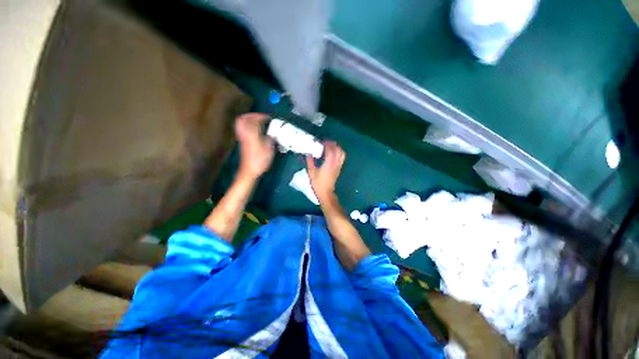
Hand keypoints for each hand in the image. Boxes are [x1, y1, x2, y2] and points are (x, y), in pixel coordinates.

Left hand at [235, 113, 274, 178]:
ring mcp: (242, 138)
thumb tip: (271, 134)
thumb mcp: (269, 149)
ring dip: (247, 120)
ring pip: (240, 124)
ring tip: (256, 122)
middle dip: (251, 115)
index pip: (254, 120)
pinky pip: (242, 129)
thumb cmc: (260, 160)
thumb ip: (270, 138)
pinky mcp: (242, 142)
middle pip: (242, 119)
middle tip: (259, 117)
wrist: (249, 170)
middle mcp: (245, 133)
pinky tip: (255, 131)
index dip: (261, 116)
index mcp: (252, 134)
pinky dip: (247, 126)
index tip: (268, 117)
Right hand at [306, 141, 345, 202]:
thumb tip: (308, 154)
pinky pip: (342, 158)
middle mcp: (335, 164)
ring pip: (342, 154)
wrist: (326, 193)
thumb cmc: (318, 184)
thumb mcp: (311, 173)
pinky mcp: (339, 169)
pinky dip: (339, 153)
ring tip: (330, 146)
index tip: (322, 142)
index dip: (327, 144)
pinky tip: (333, 153)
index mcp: (328, 164)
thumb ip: (310, 162)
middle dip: (333, 144)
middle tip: (326, 143)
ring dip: (337, 148)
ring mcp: (338, 166)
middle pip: (338, 150)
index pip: (330, 151)